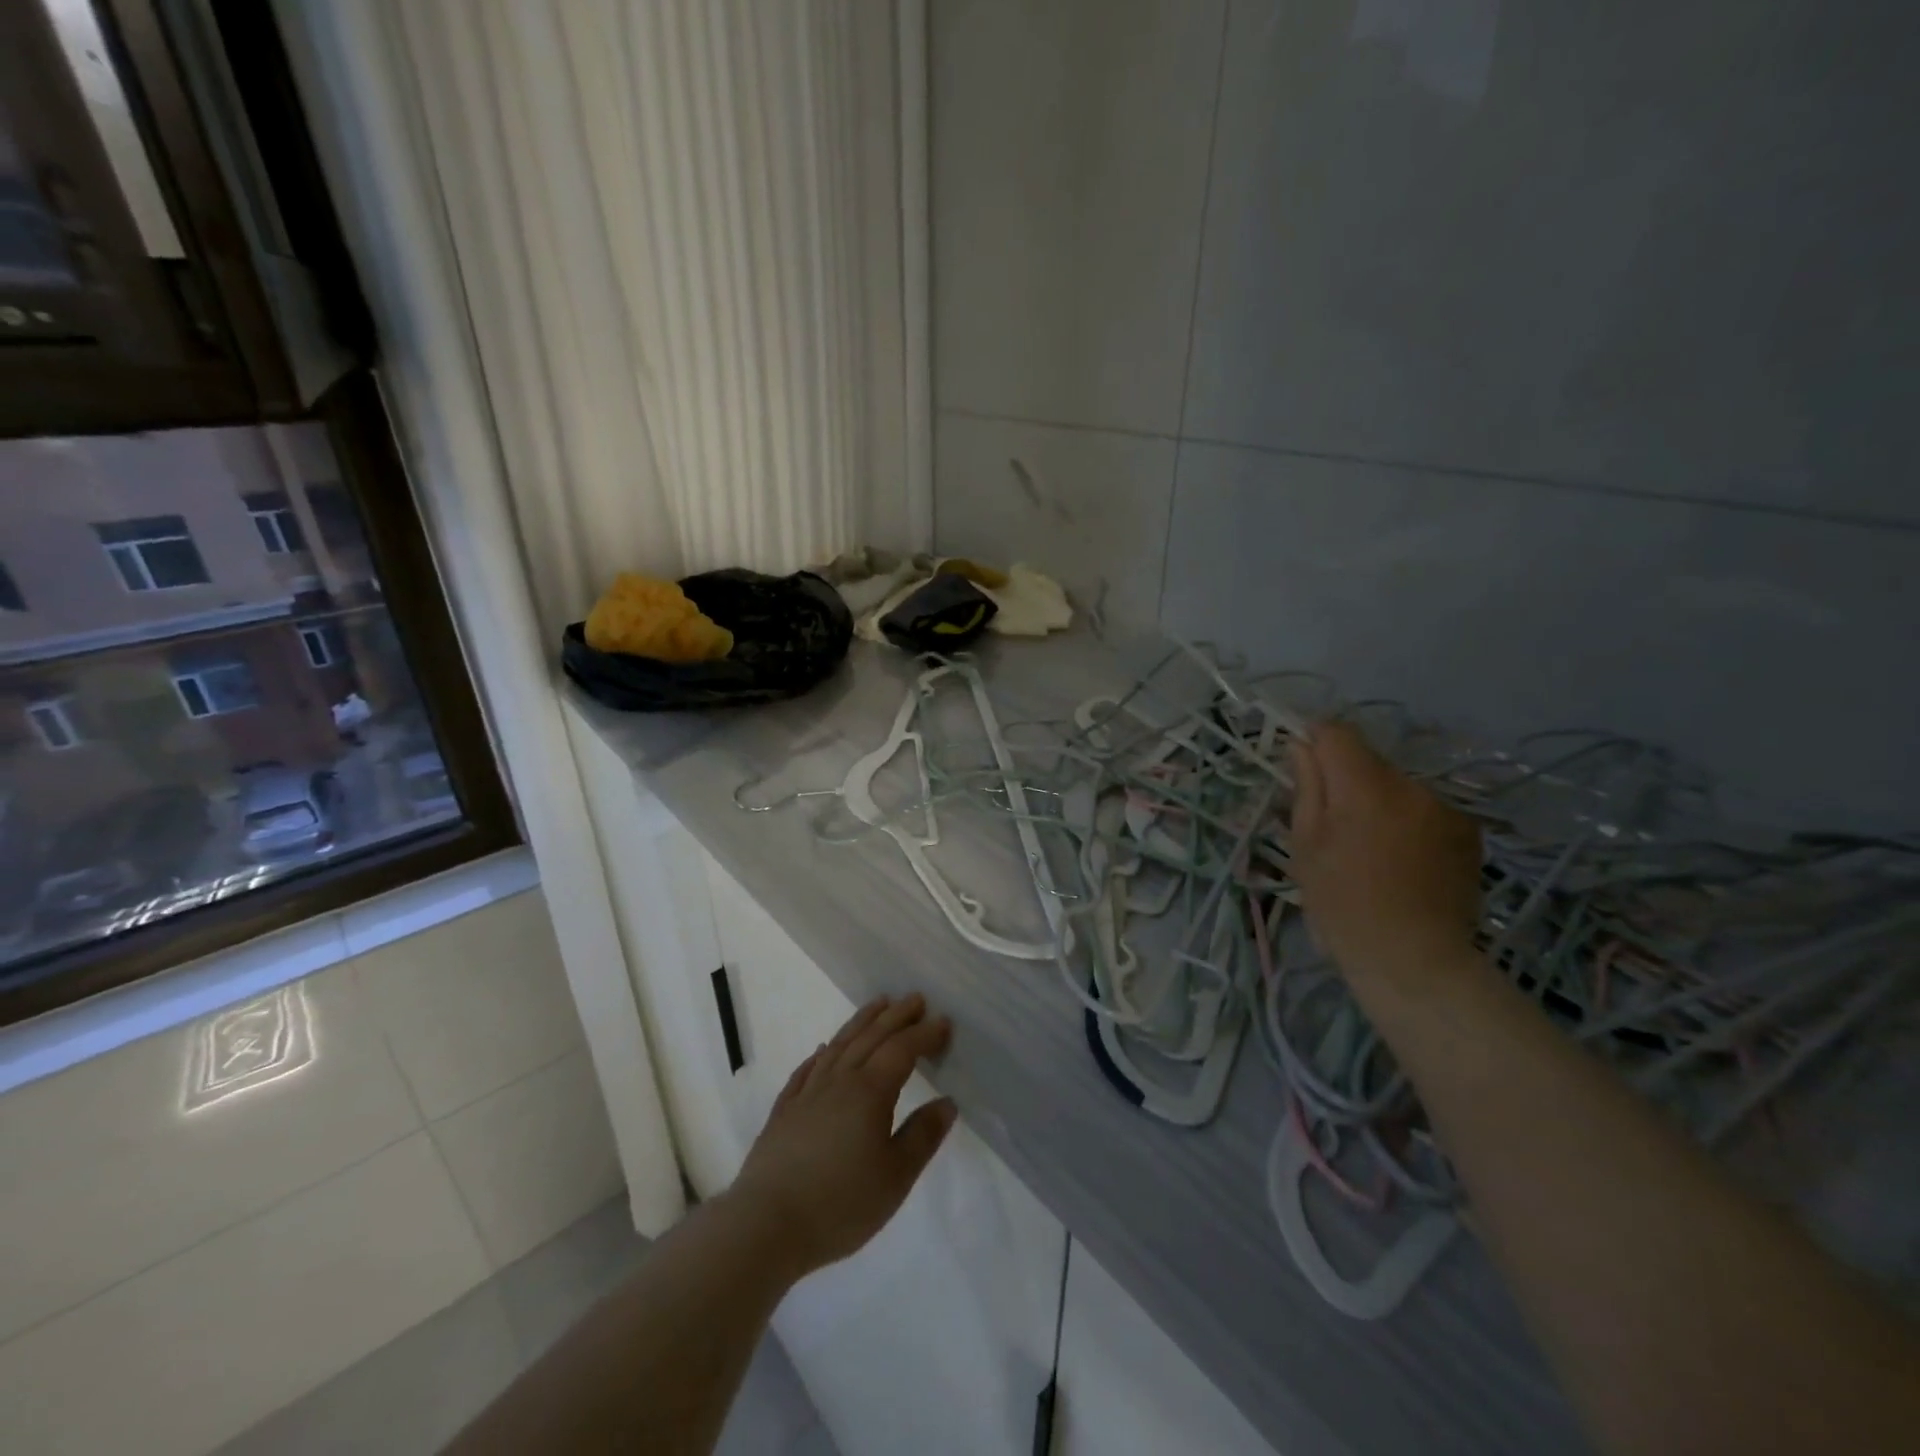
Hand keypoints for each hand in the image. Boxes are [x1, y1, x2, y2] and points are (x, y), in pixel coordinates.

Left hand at [726, 994, 956, 1279]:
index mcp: (870, 1092)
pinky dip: (820, 1054)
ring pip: (839, 1045)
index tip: (943, 1021)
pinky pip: (806, 1070)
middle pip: (871, 1037)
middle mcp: (839, 1081)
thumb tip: (947, 1102)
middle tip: (915, 998)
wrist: (766, 1225)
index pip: (902, 1050)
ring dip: (861, 1021)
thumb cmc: (839, 1204)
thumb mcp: (895, 1177)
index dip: (924, 1034)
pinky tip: (822, 1050)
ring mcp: (807, 1094)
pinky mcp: (784, 1112)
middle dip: (896, 1016)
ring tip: (877, 1004)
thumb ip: (923, 1136)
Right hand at [1289, 722, 1483, 994]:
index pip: (1336, 733)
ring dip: (1378, 802)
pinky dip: (1408, 821)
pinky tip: (1402, 860)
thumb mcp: (1306, 845)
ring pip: (1397, 786)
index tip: (1301, 766)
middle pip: (1368, 761)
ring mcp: (1445, 808)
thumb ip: (1307, 787)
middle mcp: (1411, 785)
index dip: (1314, 741)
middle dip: (1346, 780)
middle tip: (1332, 824)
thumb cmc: (1342, 904)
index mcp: (1364, 786)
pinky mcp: (1468, 832)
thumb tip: (1302, 746)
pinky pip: (1424, 809)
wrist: (1414, 959)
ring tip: (1370, 848)